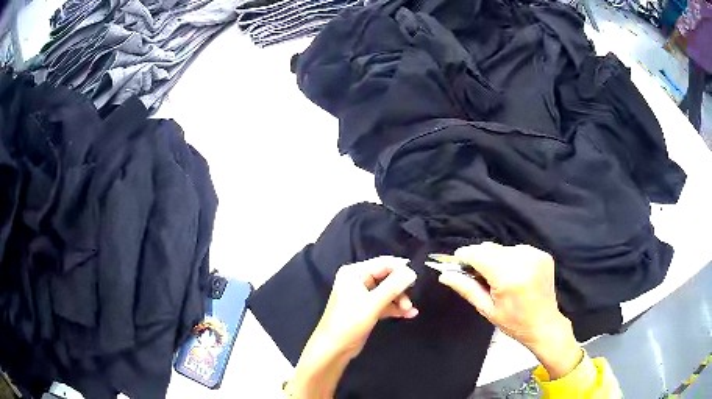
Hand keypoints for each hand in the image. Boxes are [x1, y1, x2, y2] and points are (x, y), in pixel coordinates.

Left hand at [285, 257, 417, 397]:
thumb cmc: (349, 322)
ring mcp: (363, 295)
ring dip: (400, 299)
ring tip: (409, 310)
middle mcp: (358, 280)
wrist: (334, 348)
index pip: (383, 263)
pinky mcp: (367, 308)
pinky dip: (396, 308)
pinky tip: (409, 314)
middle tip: (411, 298)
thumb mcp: (372, 304)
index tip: (418, 276)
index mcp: (354, 272)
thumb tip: (412, 272)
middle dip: (401, 287)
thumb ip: (393, 287)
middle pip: (387, 277)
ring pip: (388, 291)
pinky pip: (386, 303)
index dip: (401, 268)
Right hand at [438, 242, 581, 378]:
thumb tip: (444, 275)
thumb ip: (466, 288)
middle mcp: (523, 261)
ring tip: (498, 278)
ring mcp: (535, 255)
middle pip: (490, 249)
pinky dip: (510, 259)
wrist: (544, 324)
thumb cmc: (514, 322)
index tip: (456, 262)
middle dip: (480, 259)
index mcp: (508, 277)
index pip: (479, 254)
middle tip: (478, 276)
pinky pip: (517, 250)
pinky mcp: (542, 254)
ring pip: (503, 248)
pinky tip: (513, 274)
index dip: (464, 256)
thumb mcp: (487, 309)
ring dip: (495, 259)